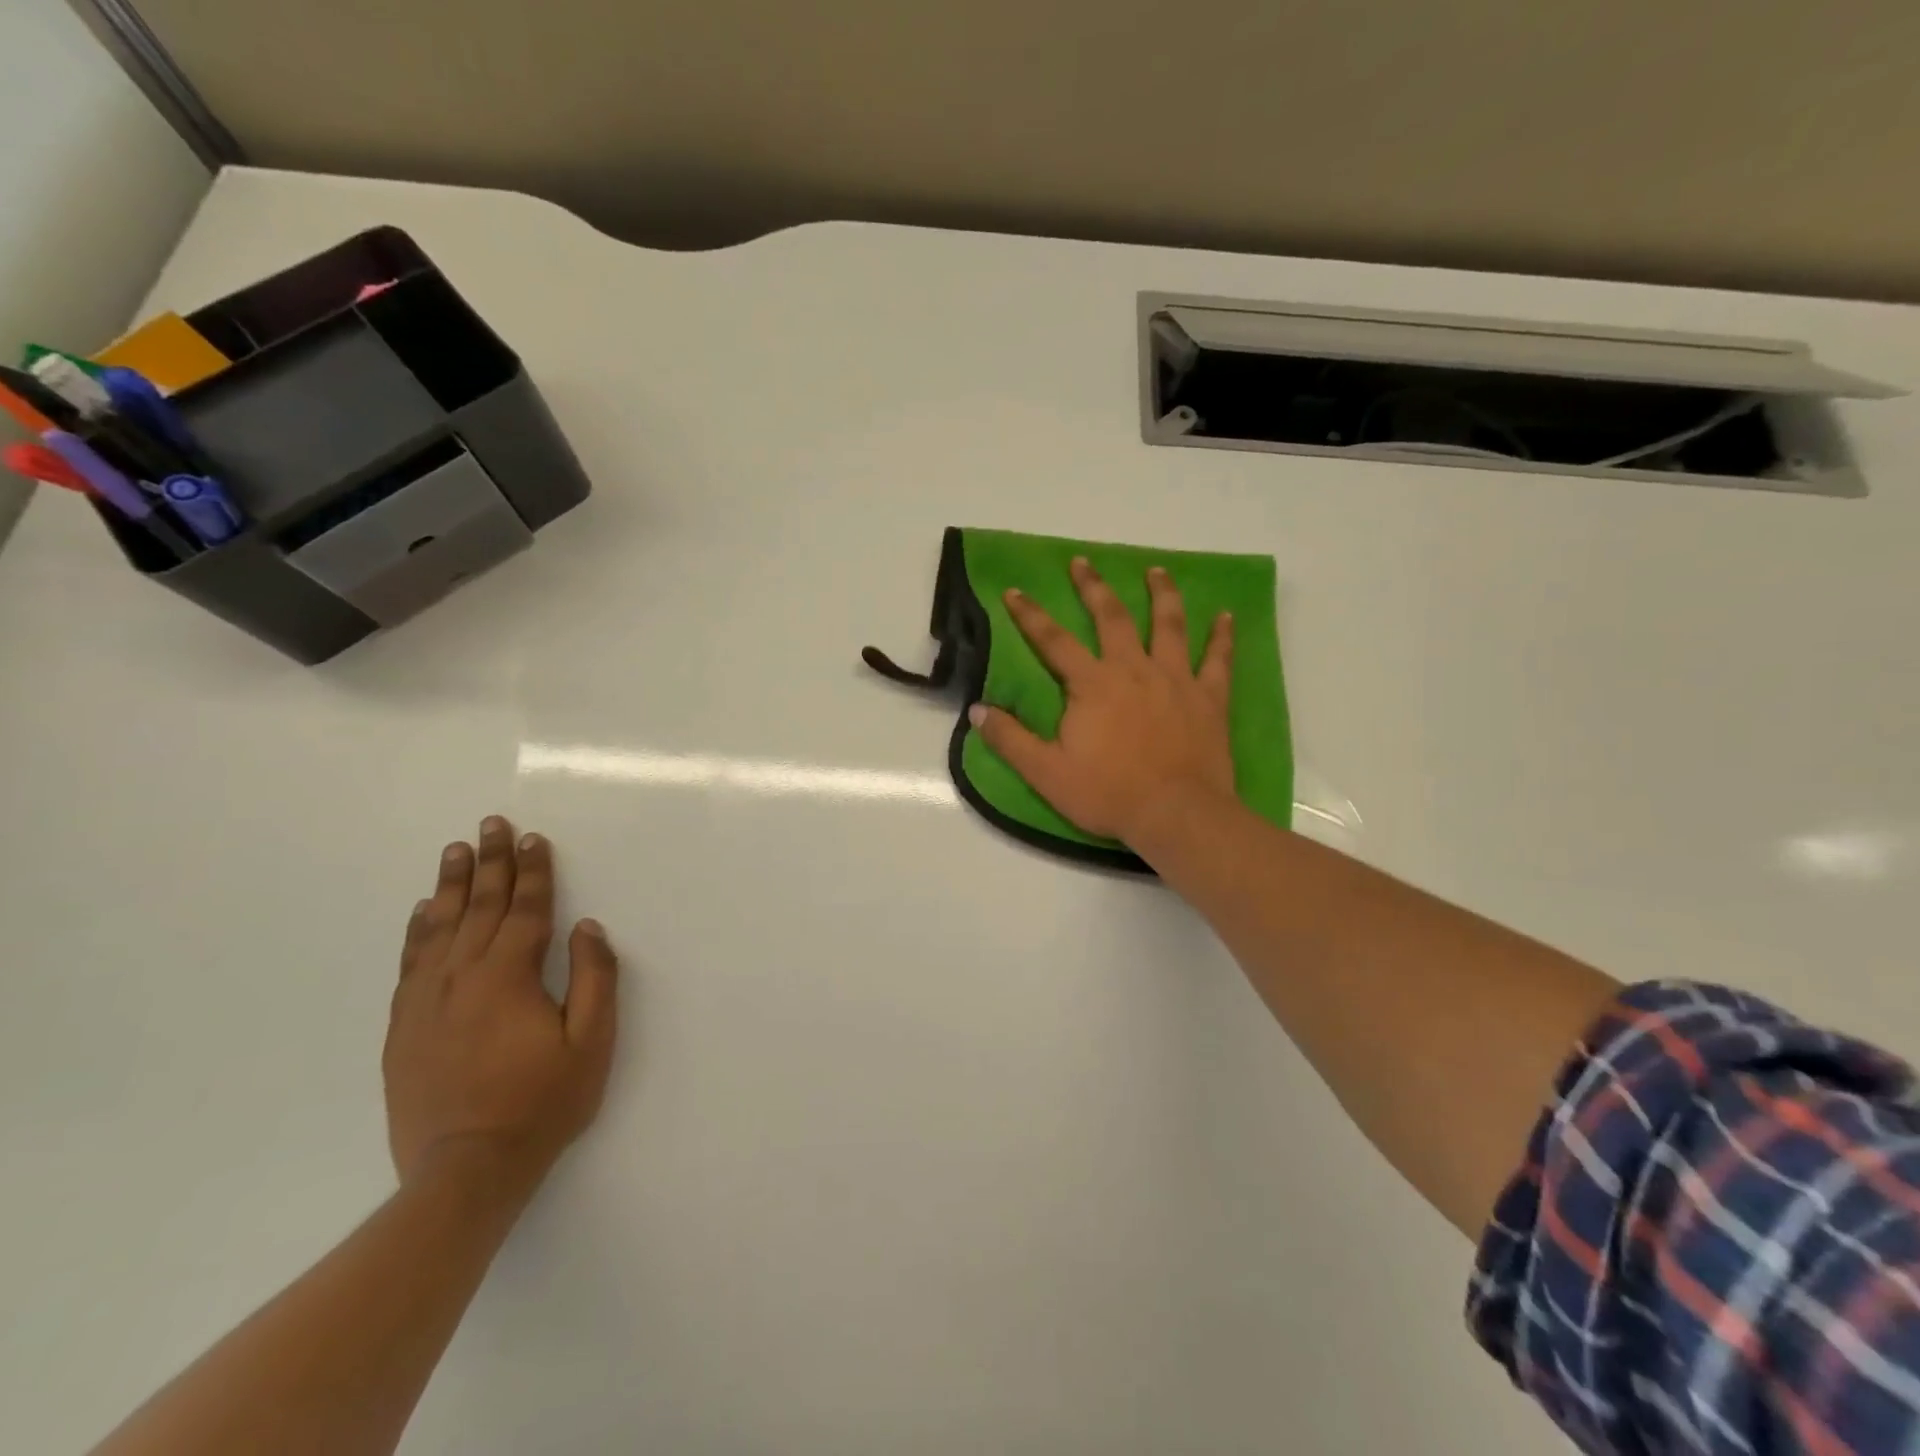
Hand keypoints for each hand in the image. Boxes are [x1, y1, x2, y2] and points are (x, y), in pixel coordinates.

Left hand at [383, 816, 618, 1194]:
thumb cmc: (542, 1102)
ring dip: (452, 885)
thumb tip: (588, 927)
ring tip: (456, 850)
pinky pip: (409, 963)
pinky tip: (423, 910)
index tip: (534, 838)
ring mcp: (425, 1002)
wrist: (464, 1172)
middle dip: (491, 862)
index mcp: (508, 977)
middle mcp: (461, 978)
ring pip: (439, 928)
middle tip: (493, 823)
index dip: (533, 872)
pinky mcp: (403, 1027)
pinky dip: (417, 930)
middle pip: (479, 907)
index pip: (524, 910)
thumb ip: (594, 978)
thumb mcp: (591, 1042)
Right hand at [970, 557, 1235, 843]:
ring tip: (1156, 571)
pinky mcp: (1209, 698)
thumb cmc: (1108, 793)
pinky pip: (1218, 659)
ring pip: (1168, 625)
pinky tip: (1227, 616)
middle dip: (1093, 587)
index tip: (1015, 590)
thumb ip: (1010, 739)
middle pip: (1112, 617)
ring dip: (1161, 594)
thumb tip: (976, 710)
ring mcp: (1176, 679)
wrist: (1176, 814)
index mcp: (1092, 684)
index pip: (1053, 640)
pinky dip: (1223, 636)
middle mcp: (1134, 669)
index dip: (1030, 615)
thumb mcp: (1046, 772)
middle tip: (1083, 562)